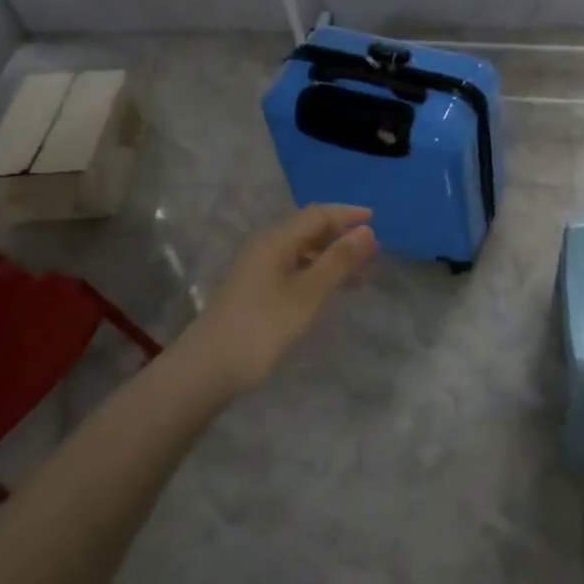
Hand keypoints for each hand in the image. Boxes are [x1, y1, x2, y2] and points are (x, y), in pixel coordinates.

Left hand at [188, 204, 376, 392]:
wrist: (207, 369)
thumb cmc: (262, 327)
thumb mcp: (307, 294)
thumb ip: (338, 261)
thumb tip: (367, 231)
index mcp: (276, 240)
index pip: (317, 214)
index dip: (347, 215)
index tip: (376, 220)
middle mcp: (266, 246)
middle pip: (308, 229)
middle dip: (341, 236)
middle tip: (371, 251)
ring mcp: (258, 268)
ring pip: (302, 251)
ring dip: (331, 257)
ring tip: (359, 275)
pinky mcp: (255, 290)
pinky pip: (294, 268)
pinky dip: (317, 273)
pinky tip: (330, 290)